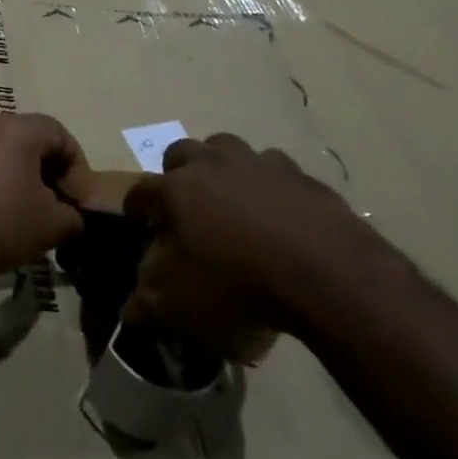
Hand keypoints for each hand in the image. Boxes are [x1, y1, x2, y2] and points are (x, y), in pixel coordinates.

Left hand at [0, 113, 86, 294]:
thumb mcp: (52, 225)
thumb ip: (73, 215)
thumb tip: (70, 213)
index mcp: (15, 128)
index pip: (59, 133)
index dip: (77, 166)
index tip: (79, 201)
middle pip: (31, 138)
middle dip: (51, 171)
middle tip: (60, 206)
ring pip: (6, 150)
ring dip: (25, 176)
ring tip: (32, 213)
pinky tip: (2, 213)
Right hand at [122, 133, 376, 359]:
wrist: (328, 274)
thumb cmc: (241, 286)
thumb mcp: (184, 305)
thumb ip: (150, 303)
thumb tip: (129, 309)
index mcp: (176, 190)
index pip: (141, 190)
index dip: (136, 205)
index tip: (137, 219)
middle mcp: (211, 164)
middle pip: (182, 152)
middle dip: (177, 172)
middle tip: (186, 202)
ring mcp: (257, 164)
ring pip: (227, 148)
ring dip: (222, 167)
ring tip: (231, 199)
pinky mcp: (299, 174)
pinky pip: (274, 169)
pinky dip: (269, 184)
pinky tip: (279, 211)